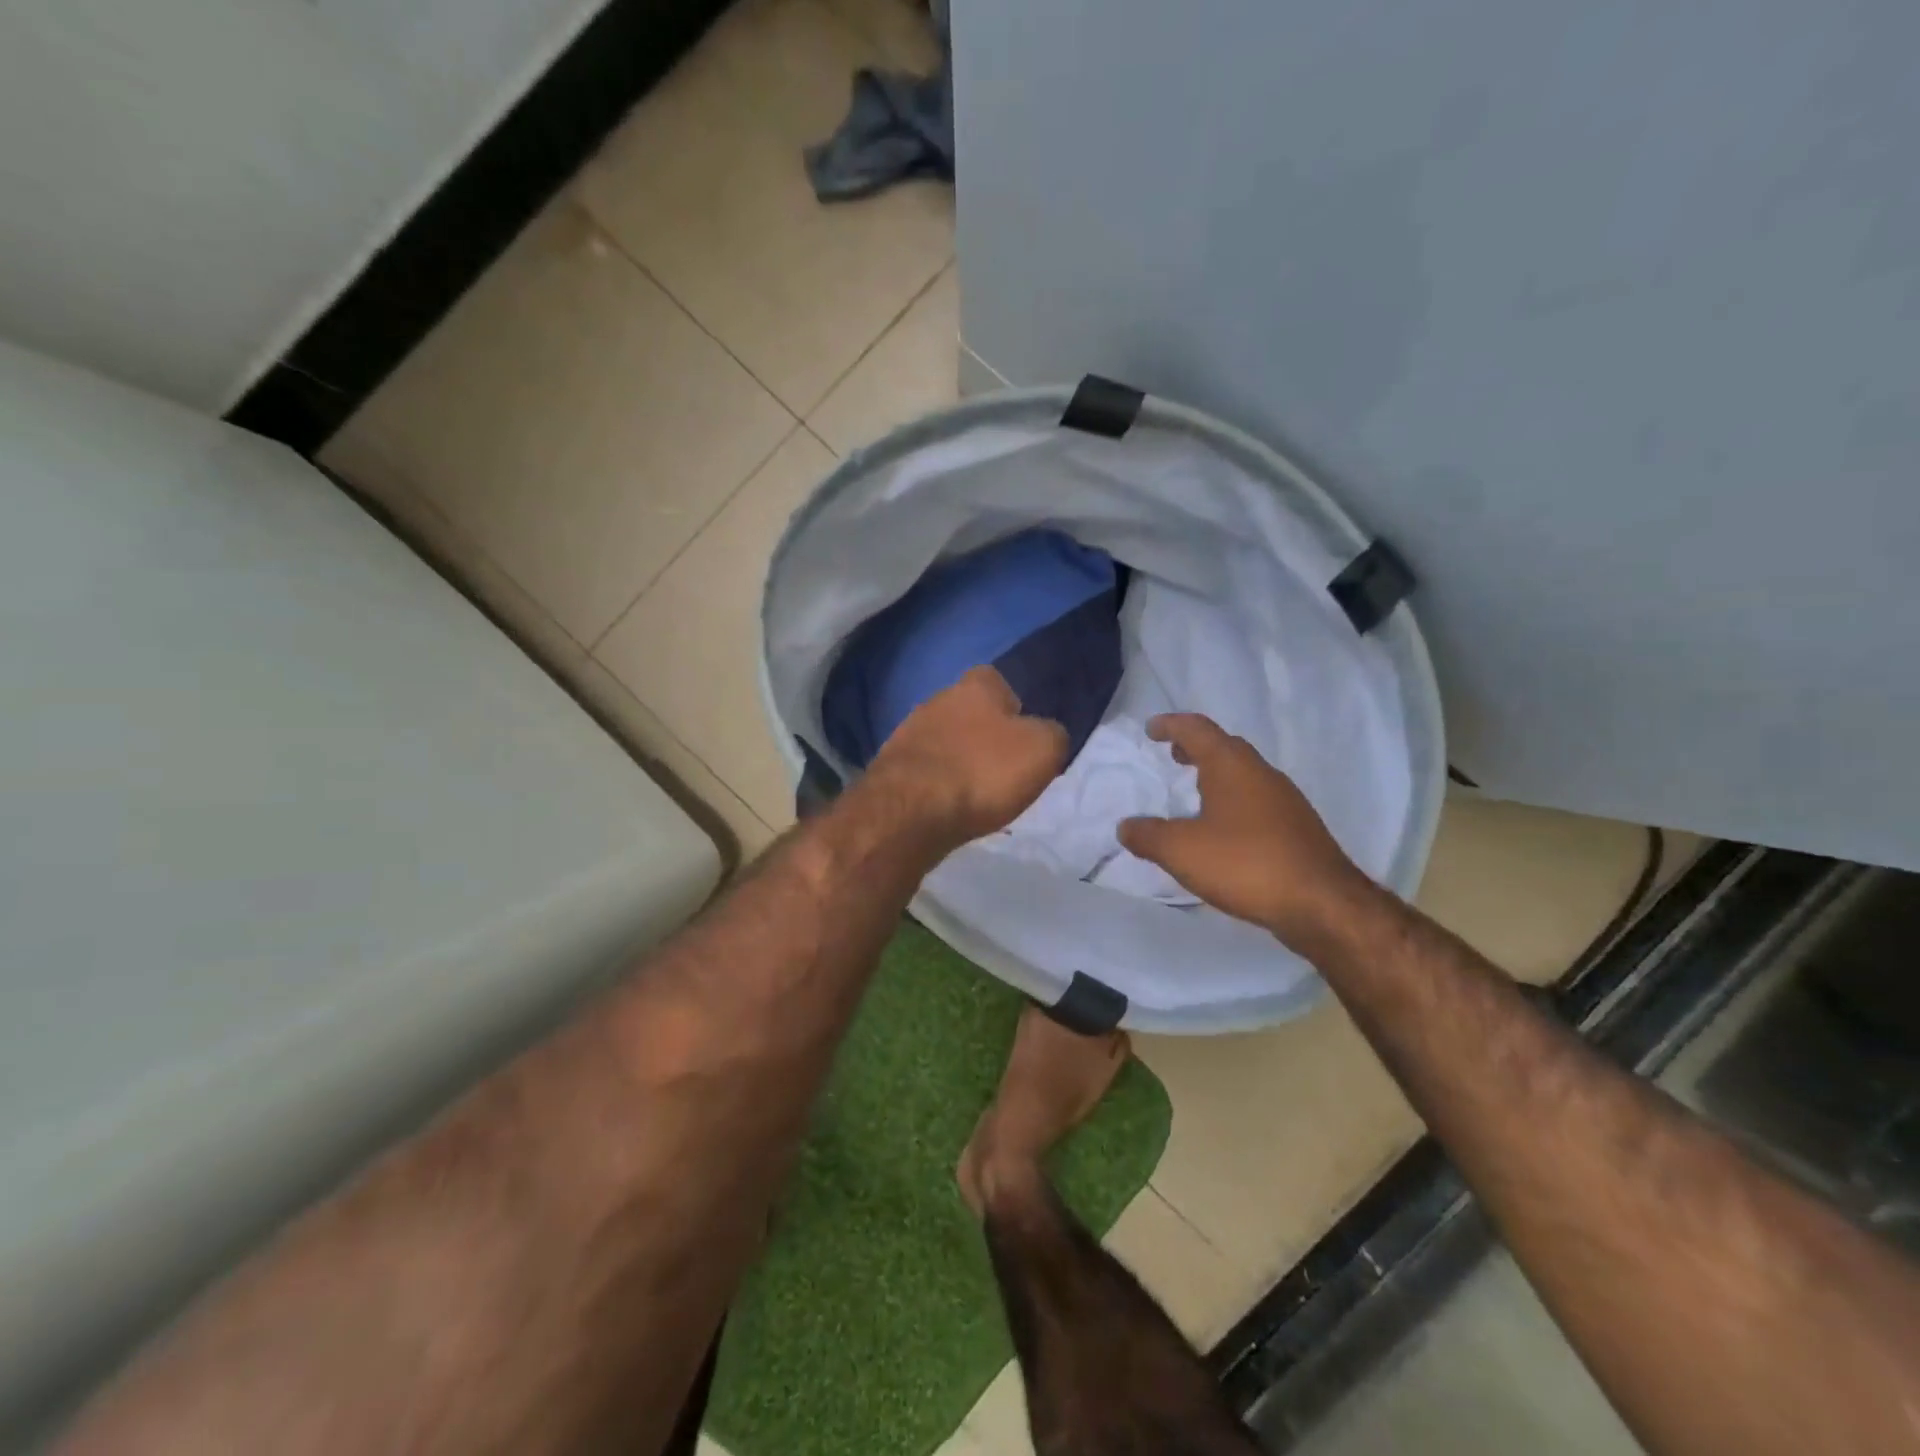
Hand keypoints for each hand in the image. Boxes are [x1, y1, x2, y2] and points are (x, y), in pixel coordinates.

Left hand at [864, 666, 1069, 847]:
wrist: (910, 812)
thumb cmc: (982, 772)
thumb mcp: (1042, 750)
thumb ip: (1052, 734)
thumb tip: (1047, 734)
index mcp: (976, 684)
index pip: (999, 681)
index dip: (1016, 708)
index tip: (1025, 739)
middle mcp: (938, 698)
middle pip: (969, 712)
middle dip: (984, 736)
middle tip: (1003, 769)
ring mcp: (909, 732)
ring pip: (945, 741)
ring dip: (959, 761)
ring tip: (976, 793)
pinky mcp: (891, 766)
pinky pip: (925, 769)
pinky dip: (938, 784)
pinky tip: (948, 805)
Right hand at [1118, 714, 1380, 952]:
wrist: (1322, 904)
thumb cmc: (1245, 864)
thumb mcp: (1181, 851)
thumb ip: (1147, 835)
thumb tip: (1126, 826)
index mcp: (1231, 766)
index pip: (1197, 729)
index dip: (1171, 725)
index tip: (1151, 729)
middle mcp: (1261, 774)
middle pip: (1225, 747)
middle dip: (1196, 748)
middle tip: (1173, 756)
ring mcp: (1285, 800)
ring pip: (1244, 774)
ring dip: (1217, 776)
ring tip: (1195, 793)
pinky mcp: (1297, 828)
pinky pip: (1257, 801)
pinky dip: (1234, 801)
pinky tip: (1225, 830)